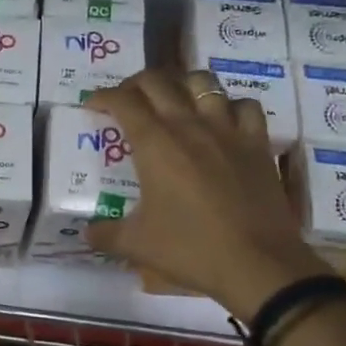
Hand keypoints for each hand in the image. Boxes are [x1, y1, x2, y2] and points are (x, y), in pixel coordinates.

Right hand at [85, 70, 329, 321]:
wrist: (257, 264)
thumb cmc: (191, 249)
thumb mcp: (136, 245)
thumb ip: (105, 234)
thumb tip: (87, 232)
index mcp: (155, 143)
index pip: (123, 101)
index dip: (103, 96)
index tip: (93, 105)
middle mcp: (189, 125)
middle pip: (158, 81)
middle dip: (135, 84)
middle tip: (126, 100)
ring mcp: (227, 130)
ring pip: (202, 82)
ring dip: (181, 85)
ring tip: (173, 101)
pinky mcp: (257, 143)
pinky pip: (244, 106)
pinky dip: (229, 106)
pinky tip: (222, 121)